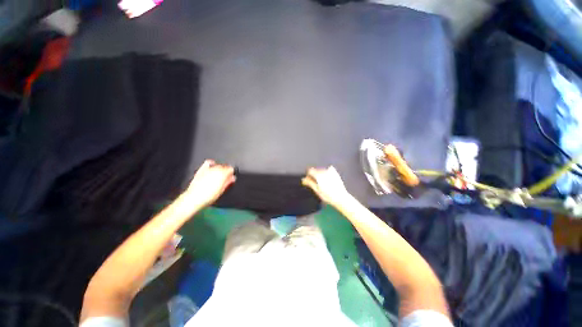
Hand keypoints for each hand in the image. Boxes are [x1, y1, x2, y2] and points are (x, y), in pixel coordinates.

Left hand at [185, 160, 235, 206]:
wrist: (194, 198)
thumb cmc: (208, 196)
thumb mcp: (221, 190)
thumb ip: (228, 182)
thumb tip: (232, 178)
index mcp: (222, 174)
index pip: (230, 169)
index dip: (231, 173)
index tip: (231, 177)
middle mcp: (216, 170)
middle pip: (224, 166)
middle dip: (226, 171)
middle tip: (226, 177)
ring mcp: (208, 169)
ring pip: (217, 165)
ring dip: (219, 169)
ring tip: (219, 174)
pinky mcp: (201, 170)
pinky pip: (208, 163)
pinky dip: (211, 164)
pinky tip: (212, 167)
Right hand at [302, 166, 350, 206]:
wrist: (341, 198)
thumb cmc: (328, 196)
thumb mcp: (317, 190)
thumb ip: (310, 183)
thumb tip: (303, 179)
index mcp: (318, 175)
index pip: (310, 171)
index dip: (308, 175)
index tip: (308, 180)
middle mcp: (324, 171)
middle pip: (316, 170)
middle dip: (314, 175)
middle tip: (315, 183)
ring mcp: (331, 172)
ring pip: (322, 170)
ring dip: (320, 174)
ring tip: (322, 183)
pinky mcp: (336, 173)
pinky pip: (329, 170)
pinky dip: (327, 173)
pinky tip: (328, 179)